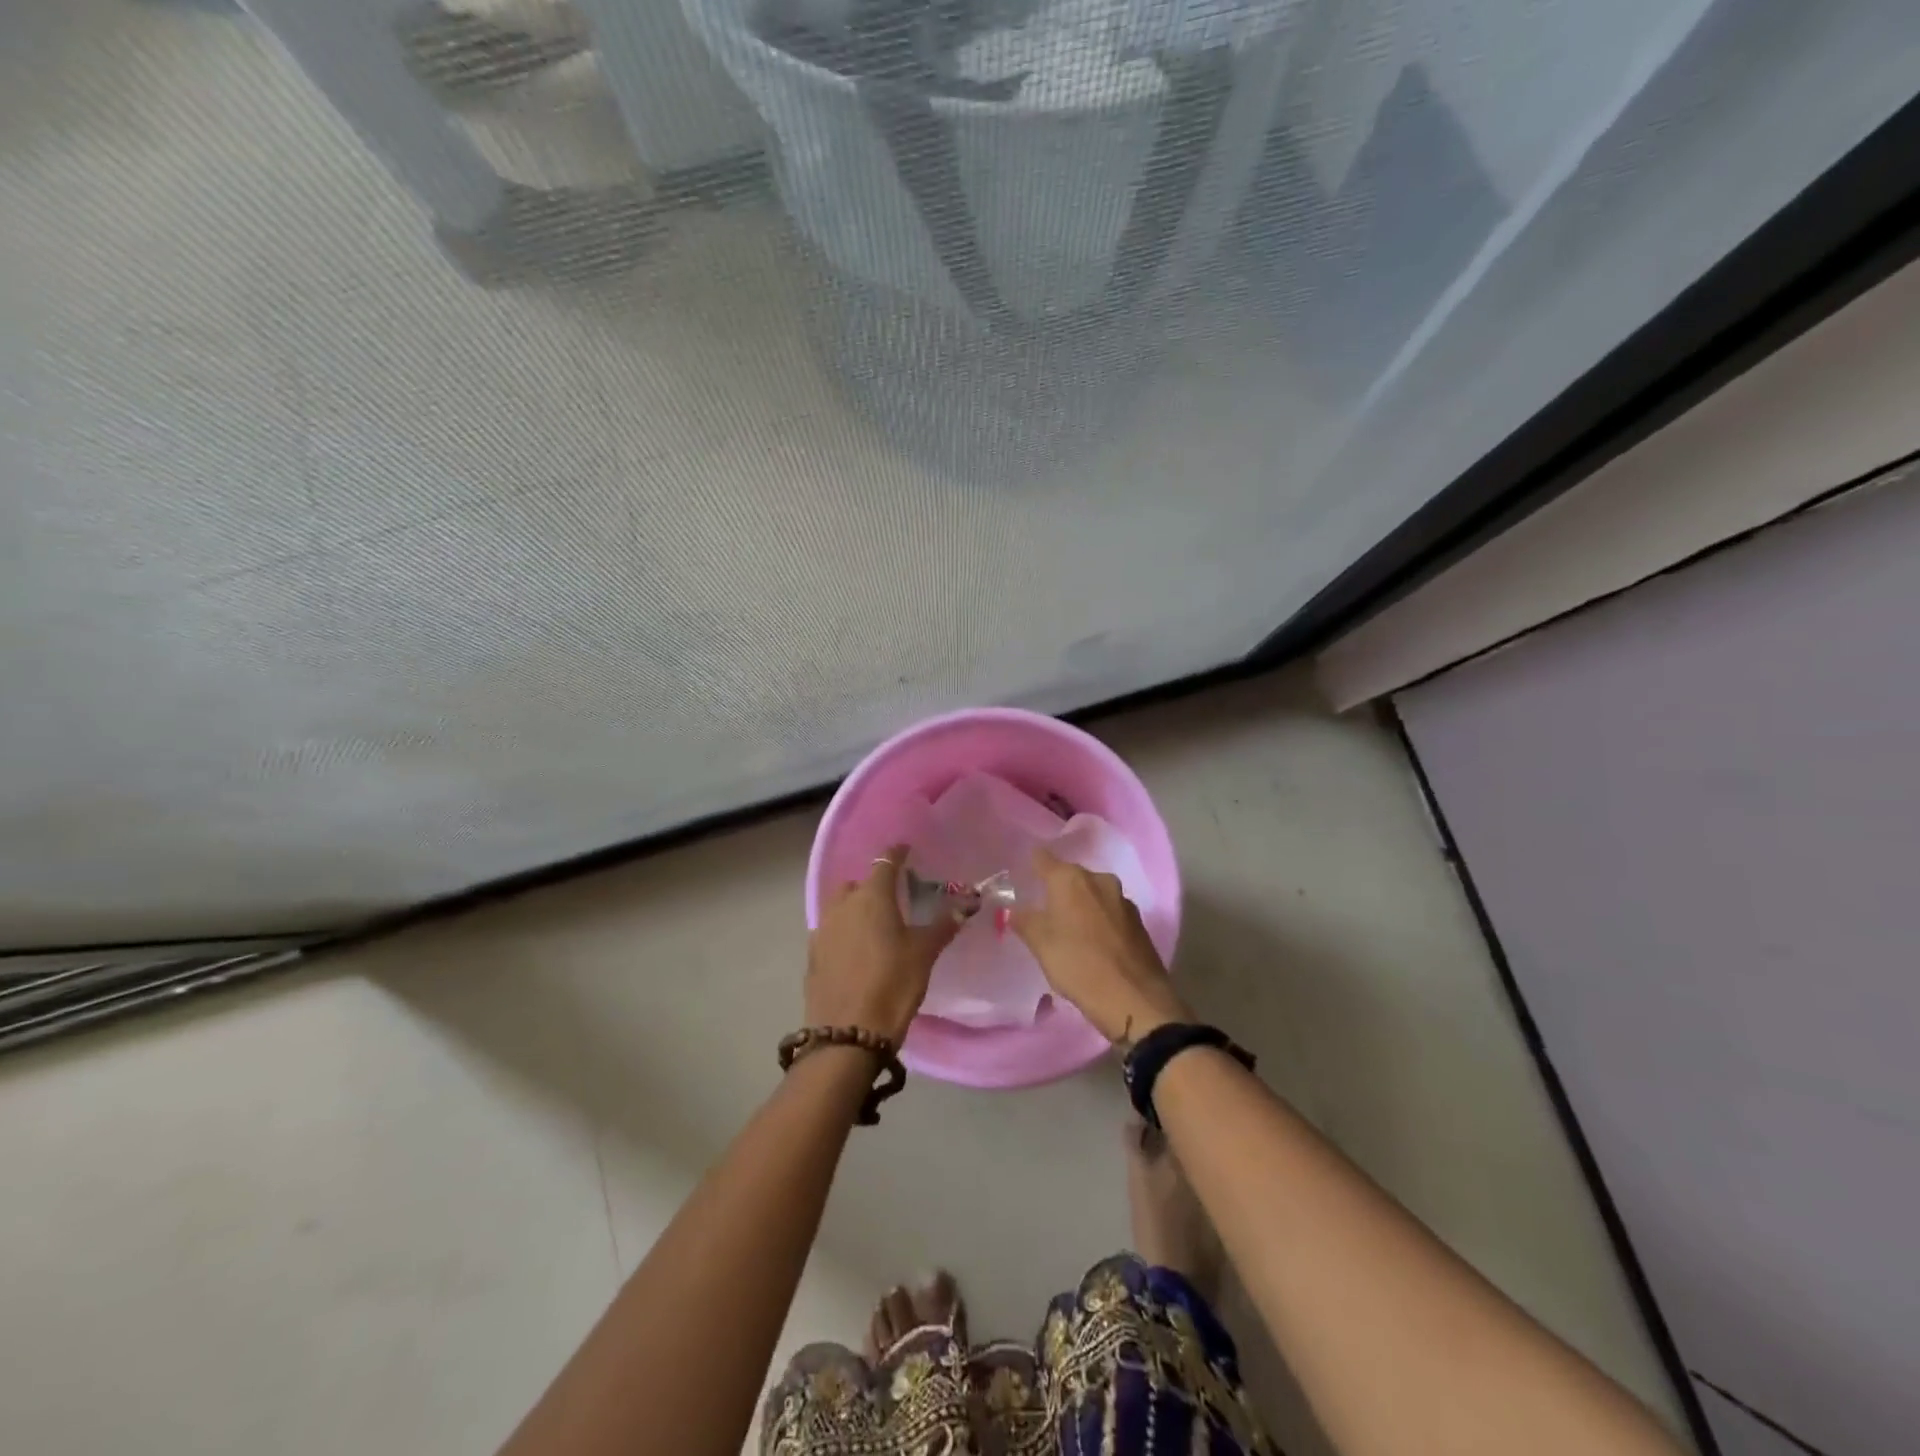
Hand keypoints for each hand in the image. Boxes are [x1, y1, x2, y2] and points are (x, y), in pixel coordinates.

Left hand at [806, 845, 959, 1044]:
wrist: (847, 1034)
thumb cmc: (892, 985)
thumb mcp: (924, 954)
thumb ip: (944, 924)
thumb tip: (967, 902)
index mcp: (872, 897)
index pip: (885, 863)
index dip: (896, 854)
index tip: (906, 850)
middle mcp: (843, 905)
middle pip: (857, 883)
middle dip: (873, 884)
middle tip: (894, 897)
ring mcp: (823, 930)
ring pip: (840, 906)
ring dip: (855, 908)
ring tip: (875, 924)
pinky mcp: (812, 956)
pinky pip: (830, 931)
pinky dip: (844, 932)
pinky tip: (856, 950)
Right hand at [1012, 849, 1189, 1044]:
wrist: (1135, 999)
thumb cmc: (1079, 965)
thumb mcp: (1041, 945)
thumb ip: (1025, 921)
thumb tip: (1014, 910)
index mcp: (1070, 878)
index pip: (1042, 858)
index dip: (1031, 865)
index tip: (1022, 877)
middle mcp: (1098, 880)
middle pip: (1070, 876)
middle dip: (1057, 889)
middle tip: (1042, 911)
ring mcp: (1122, 900)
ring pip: (1092, 894)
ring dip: (1080, 906)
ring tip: (1068, 930)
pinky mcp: (1139, 922)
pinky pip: (1109, 913)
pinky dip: (1098, 921)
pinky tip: (1093, 943)